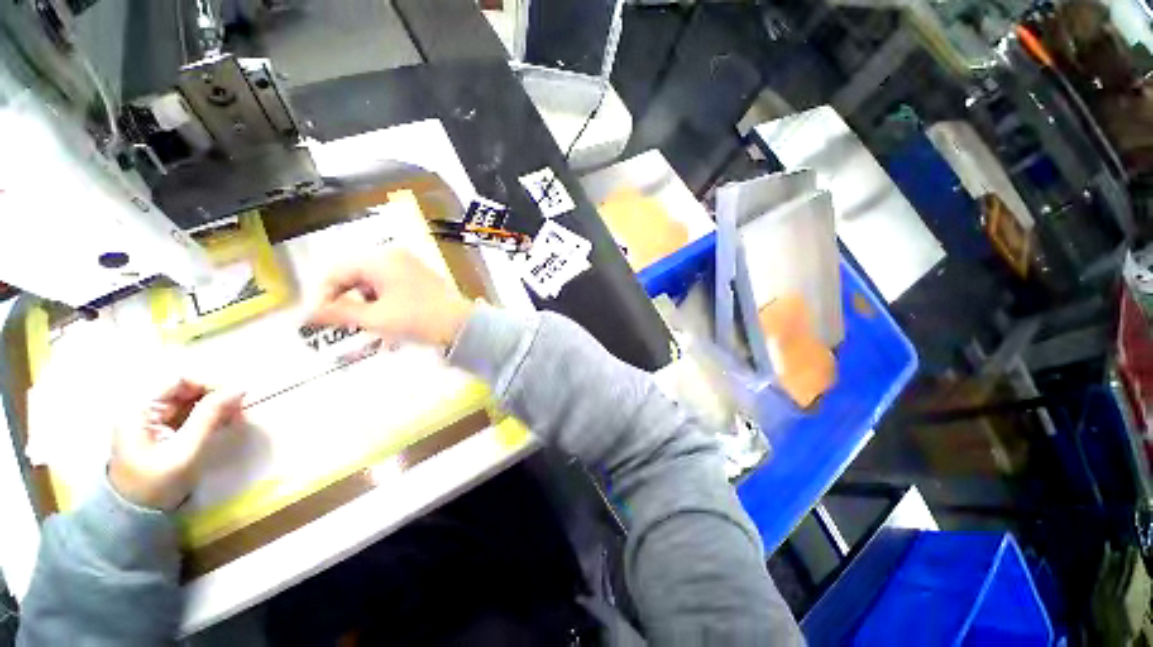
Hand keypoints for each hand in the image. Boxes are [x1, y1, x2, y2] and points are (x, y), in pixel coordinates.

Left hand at [109, 379, 243, 510]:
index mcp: (139, 407)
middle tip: (241, 408)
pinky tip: (225, 423)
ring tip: (237, 416)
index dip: (209, 381)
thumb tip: (240, 387)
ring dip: (215, 405)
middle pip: (185, 386)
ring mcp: (150, 418)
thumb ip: (210, 416)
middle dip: (215, 394)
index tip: (236, 394)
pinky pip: (188, 412)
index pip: (178, 378)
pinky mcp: (160, 428)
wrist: (135, 515)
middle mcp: (142, 406)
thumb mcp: (186, 450)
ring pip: (190, 399)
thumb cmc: (157, 483)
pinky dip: (209, 415)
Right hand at [308, 249, 475, 347]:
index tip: (318, 321)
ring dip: (367, 304)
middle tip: (345, 325)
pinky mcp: (421, 277)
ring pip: (374, 282)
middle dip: (347, 302)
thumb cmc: (418, 319)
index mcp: (381, 259)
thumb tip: (305, 315)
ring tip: (371, 327)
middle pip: (355, 276)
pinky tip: (389, 322)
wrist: (463, 325)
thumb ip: (338, 313)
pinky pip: (391, 286)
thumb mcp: (375, 318)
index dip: (323, 296)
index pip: (337, 272)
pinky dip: (384, 303)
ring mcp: (411, 265)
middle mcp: (395, 256)